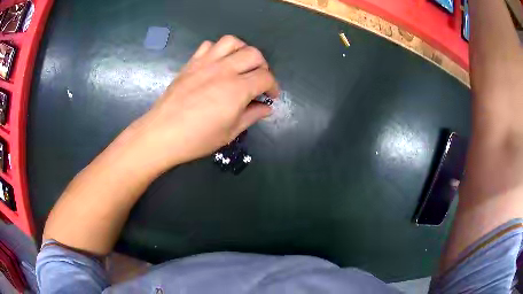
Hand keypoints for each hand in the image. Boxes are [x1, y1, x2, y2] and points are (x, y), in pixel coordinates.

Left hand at [129, 35, 278, 172]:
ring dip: (242, 50)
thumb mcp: (230, 132)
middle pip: (253, 54)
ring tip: (240, 64)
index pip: (265, 77)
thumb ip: (251, 116)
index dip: (273, 86)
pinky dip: (219, 50)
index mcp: (237, 89)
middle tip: (258, 80)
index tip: (270, 96)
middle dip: (262, 66)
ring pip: (232, 42)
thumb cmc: (197, 138)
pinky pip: (209, 45)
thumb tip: (266, 108)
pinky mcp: (192, 63)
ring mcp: (206, 63)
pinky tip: (218, 63)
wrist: (162, 133)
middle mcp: (224, 69)